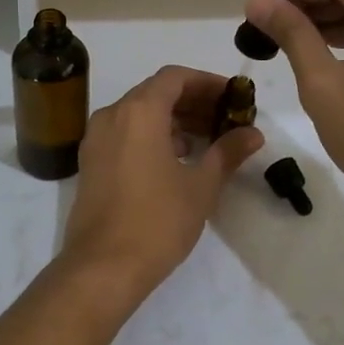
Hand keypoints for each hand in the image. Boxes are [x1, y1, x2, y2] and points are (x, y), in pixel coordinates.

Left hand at [57, 66, 264, 305]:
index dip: (207, 82)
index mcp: (139, 112)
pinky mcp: (90, 162)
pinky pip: (124, 133)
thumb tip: (253, 133)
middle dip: (193, 101)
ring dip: (173, 119)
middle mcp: (112, 115)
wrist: (102, 267)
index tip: (233, 98)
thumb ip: (227, 152)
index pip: (175, 77)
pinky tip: (176, 158)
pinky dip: (151, 135)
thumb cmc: (157, 221)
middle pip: (156, 92)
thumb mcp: (201, 186)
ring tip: (206, 140)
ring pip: (138, 113)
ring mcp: (96, 139)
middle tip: (225, 119)